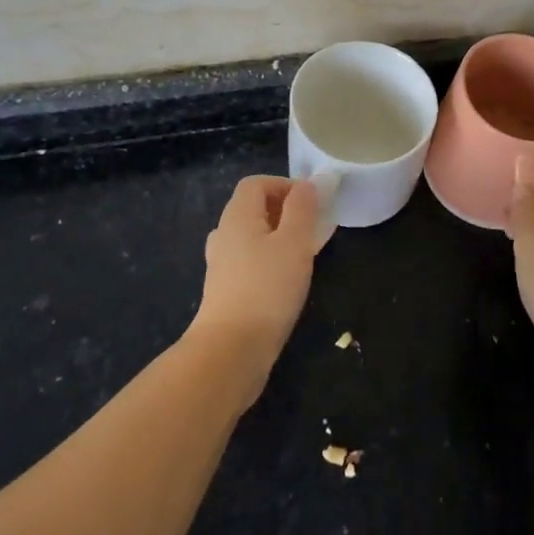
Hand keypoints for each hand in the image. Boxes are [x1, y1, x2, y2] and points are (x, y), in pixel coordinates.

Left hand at [191, 176, 321, 395]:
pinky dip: (269, 261)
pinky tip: (287, 282)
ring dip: (279, 238)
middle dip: (285, 212)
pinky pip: (249, 261)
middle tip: (312, 229)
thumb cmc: (267, 288)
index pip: (256, 183)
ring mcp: (221, 265)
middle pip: (253, 208)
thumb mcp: (295, 242)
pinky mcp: (225, 291)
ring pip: (252, 237)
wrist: (231, 351)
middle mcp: (224, 235)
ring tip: (304, 254)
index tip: (311, 203)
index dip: (284, 185)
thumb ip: (303, 208)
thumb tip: (307, 183)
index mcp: (237, 216)